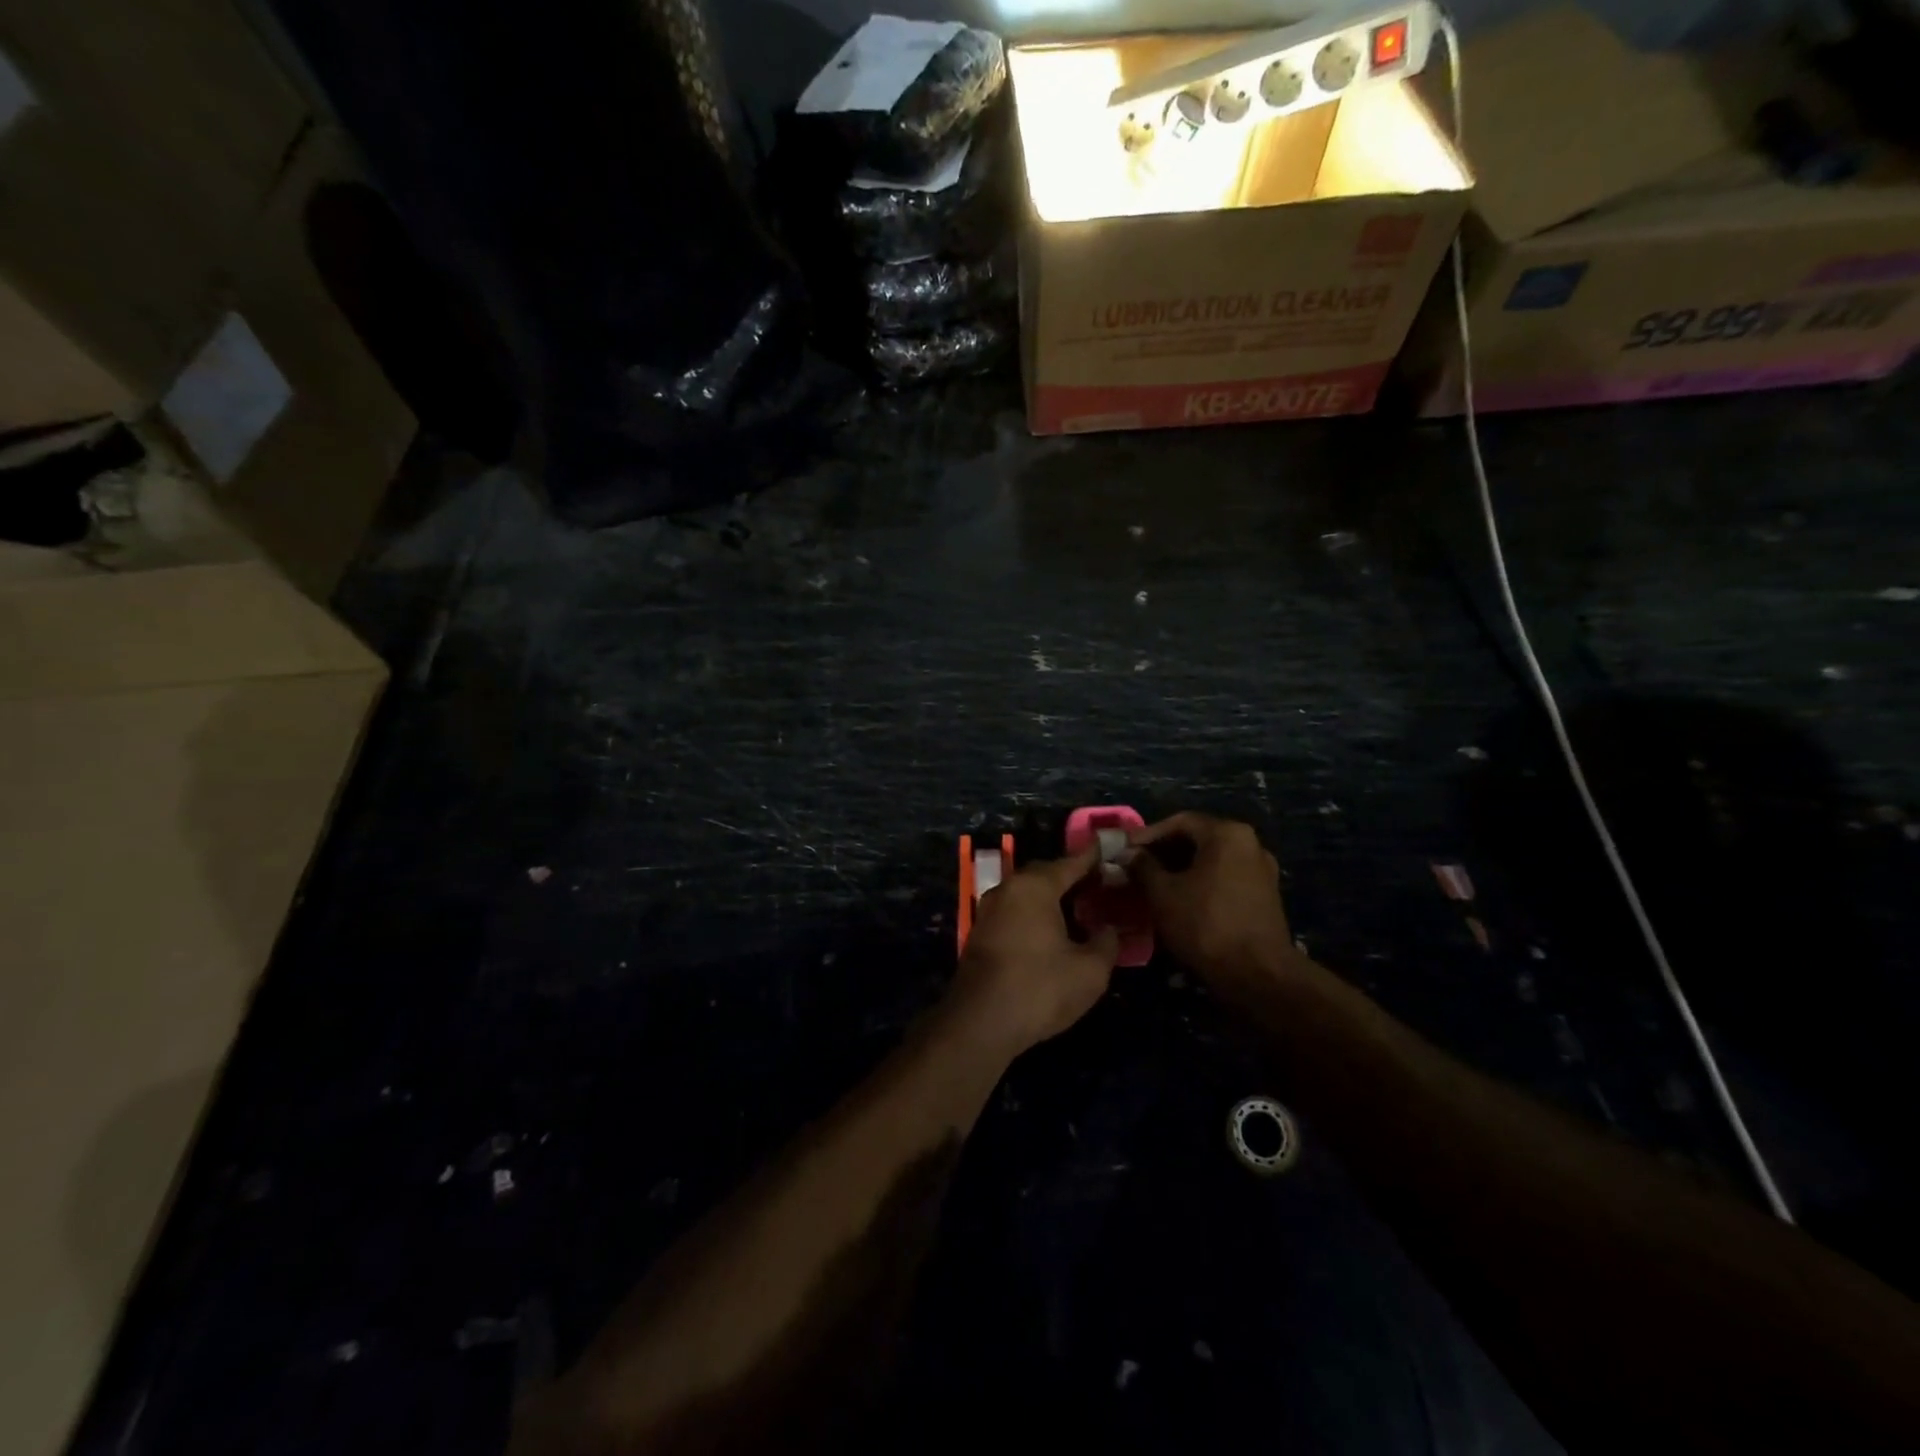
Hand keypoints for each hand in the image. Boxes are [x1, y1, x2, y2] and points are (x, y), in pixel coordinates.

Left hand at [946, 846, 1119, 1055]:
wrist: (980, 1022)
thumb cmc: (1039, 989)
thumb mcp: (1090, 970)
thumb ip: (1106, 943)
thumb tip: (1109, 929)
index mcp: (1035, 886)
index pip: (1071, 862)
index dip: (1094, 857)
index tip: (1111, 849)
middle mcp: (1008, 889)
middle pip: (1046, 874)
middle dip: (1072, 877)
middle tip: (1101, 885)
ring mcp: (989, 910)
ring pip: (1027, 894)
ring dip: (1052, 897)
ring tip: (1081, 909)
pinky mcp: (981, 933)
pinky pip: (1015, 911)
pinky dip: (1036, 914)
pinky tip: (1052, 932)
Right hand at [1130, 813, 1295, 999]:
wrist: (1257, 975)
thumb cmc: (1205, 925)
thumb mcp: (1163, 894)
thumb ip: (1142, 867)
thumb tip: (1127, 854)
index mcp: (1227, 834)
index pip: (1180, 822)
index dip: (1148, 834)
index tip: (1125, 850)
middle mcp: (1250, 843)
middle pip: (1198, 838)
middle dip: (1164, 851)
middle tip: (1136, 867)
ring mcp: (1261, 870)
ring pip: (1211, 859)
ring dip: (1181, 868)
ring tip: (1153, 884)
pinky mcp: (1265, 895)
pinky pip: (1225, 877)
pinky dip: (1200, 882)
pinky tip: (1180, 899)